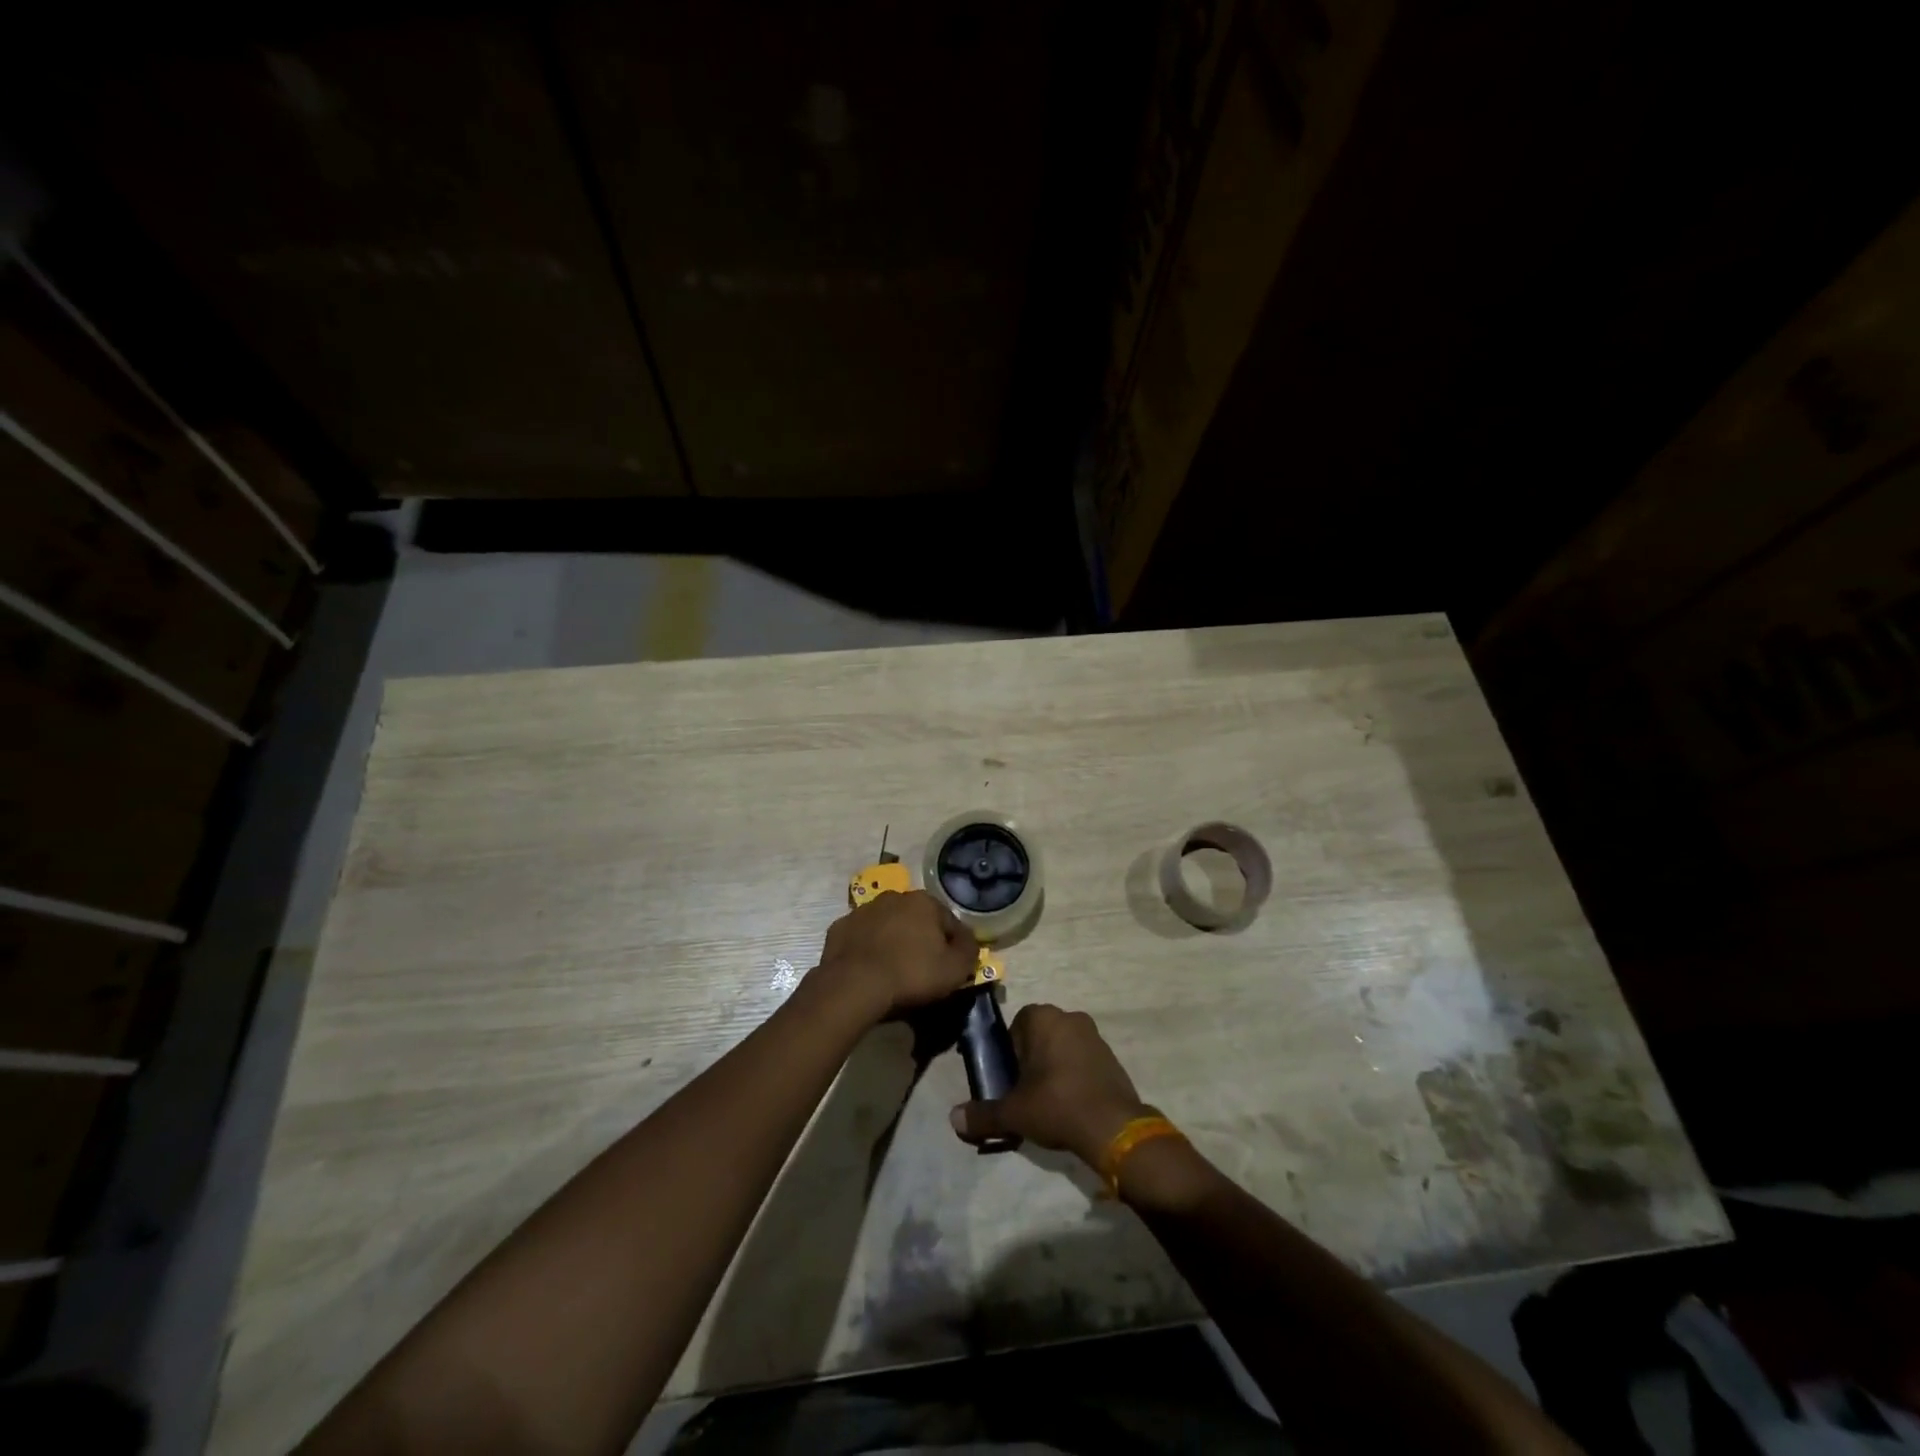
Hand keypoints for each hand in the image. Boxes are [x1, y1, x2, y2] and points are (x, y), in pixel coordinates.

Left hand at [812, 890, 979, 1022]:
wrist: (854, 985)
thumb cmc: (911, 974)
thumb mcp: (955, 969)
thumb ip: (969, 950)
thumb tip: (969, 941)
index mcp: (924, 901)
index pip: (949, 921)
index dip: (954, 945)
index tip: (952, 966)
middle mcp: (894, 897)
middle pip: (917, 919)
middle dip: (922, 938)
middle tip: (923, 967)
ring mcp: (863, 910)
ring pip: (887, 925)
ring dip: (893, 940)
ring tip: (894, 969)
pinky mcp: (840, 928)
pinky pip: (861, 937)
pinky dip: (867, 948)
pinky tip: (870, 969)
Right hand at [950, 1004, 1150, 1167]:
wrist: (1113, 1127)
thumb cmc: (1056, 1105)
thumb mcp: (1013, 1113)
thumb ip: (982, 1114)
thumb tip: (953, 1119)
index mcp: (1042, 1017)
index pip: (1015, 1027)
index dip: (1009, 1054)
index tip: (1009, 1081)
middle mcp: (1069, 1016)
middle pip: (1039, 1036)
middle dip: (1031, 1060)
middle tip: (1025, 1093)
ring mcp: (1094, 1034)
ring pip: (1062, 1047)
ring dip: (1053, 1067)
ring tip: (1048, 1102)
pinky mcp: (1111, 1055)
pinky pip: (1083, 1060)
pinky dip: (1074, 1075)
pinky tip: (1071, 1103)